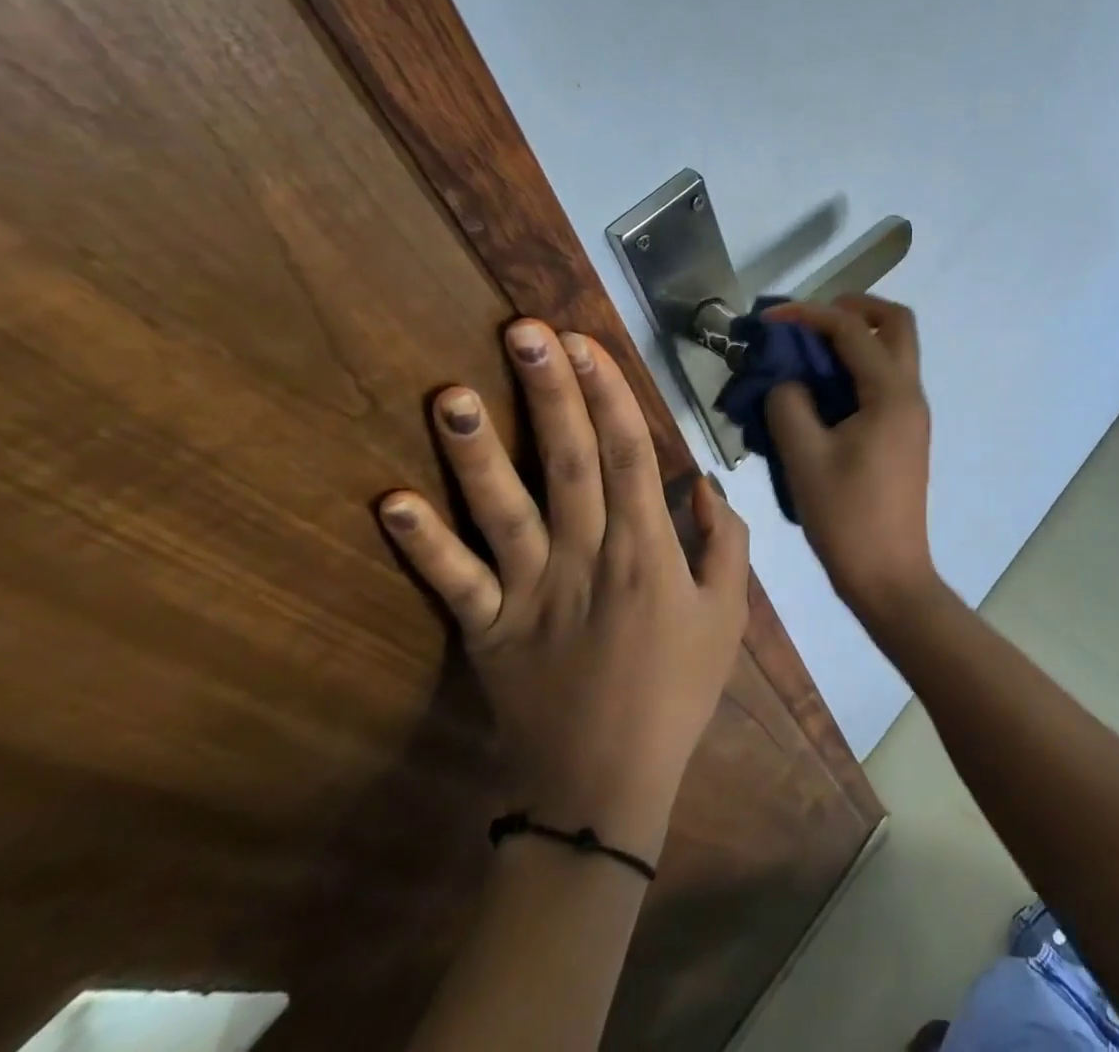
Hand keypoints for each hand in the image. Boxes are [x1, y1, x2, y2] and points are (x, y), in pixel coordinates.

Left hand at [377, 321, 748, 861]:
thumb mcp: (729, 616)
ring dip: (476, 452)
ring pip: (504, 511)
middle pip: (570, 462)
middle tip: (524, 332)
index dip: (609, 394)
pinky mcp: (488, 630)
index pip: (629, 455)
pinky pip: (453, 584)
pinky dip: (421, 545)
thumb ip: (728, 543)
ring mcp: (531, 594)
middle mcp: (586, 558)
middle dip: (549, 393)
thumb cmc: (677, 691)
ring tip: (448, 394)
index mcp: (647, 552)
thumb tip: (705, 483)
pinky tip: (388, 502)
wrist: (607, 786)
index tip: (586, 343)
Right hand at [762, 296, 937, 623]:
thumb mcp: (804, 457)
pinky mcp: (904, 434)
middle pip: (895, 324)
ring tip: (808, 353)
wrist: (889, 576)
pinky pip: (885, 381)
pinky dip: (857, 369)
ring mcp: (911, 415)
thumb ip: (788, 404)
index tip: (770, 319)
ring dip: (856, 339)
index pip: (851, 330)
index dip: (808, 315)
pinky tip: (820, 391)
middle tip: (810, 321)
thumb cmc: (846, 517)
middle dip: (854, 309)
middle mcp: (910, 394)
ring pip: (894, 351)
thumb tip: (787, 381)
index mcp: (891, 394)